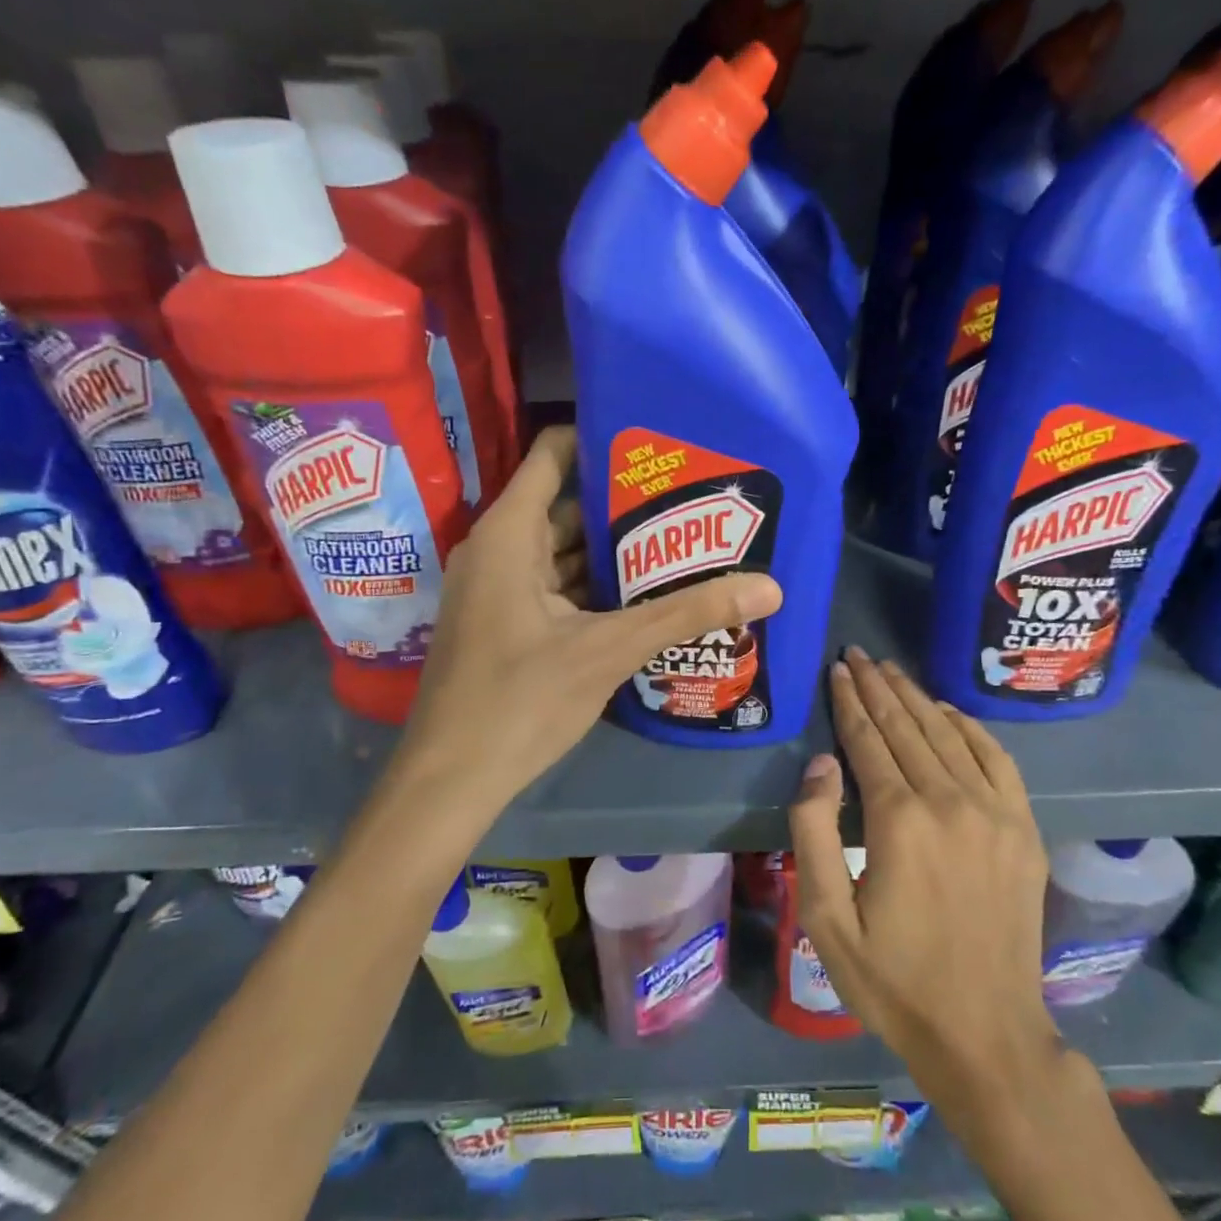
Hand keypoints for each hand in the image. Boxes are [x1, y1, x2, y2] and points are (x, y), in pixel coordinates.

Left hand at [393, 426, 782, 818]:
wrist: (451, 780)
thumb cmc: (519, 701)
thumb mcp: (608, 651)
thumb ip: (686, 614)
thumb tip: (770, 588)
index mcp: (509, 534)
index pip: (554, 454)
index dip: (603, 439)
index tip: (660, 443)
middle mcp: (499, 550)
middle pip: (568, 504)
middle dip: (627, 502)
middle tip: (693, 497)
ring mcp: (500, 589)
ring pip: (565, 551)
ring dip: (617, 549)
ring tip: (684, 539)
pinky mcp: (508, 623)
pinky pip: (559, 586)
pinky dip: (598, 586)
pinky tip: (647, 594)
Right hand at [788, 647, 1060, 1119]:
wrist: (985, 1034)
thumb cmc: (892, 979)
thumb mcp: (826, 918)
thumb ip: (815, 832)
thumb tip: (821, 764)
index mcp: (899, 820)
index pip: (868, 739)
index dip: (849, 701)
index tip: (837, 669)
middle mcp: (950, 801)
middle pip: (908, 726)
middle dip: (878, 686)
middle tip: (858, 654)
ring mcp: (996, 813)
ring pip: (949, 734)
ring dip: (917, 697)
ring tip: (891, 670)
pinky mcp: (1024, 830)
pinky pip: (997, 759)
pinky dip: (970, 728)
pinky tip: (949, 712)